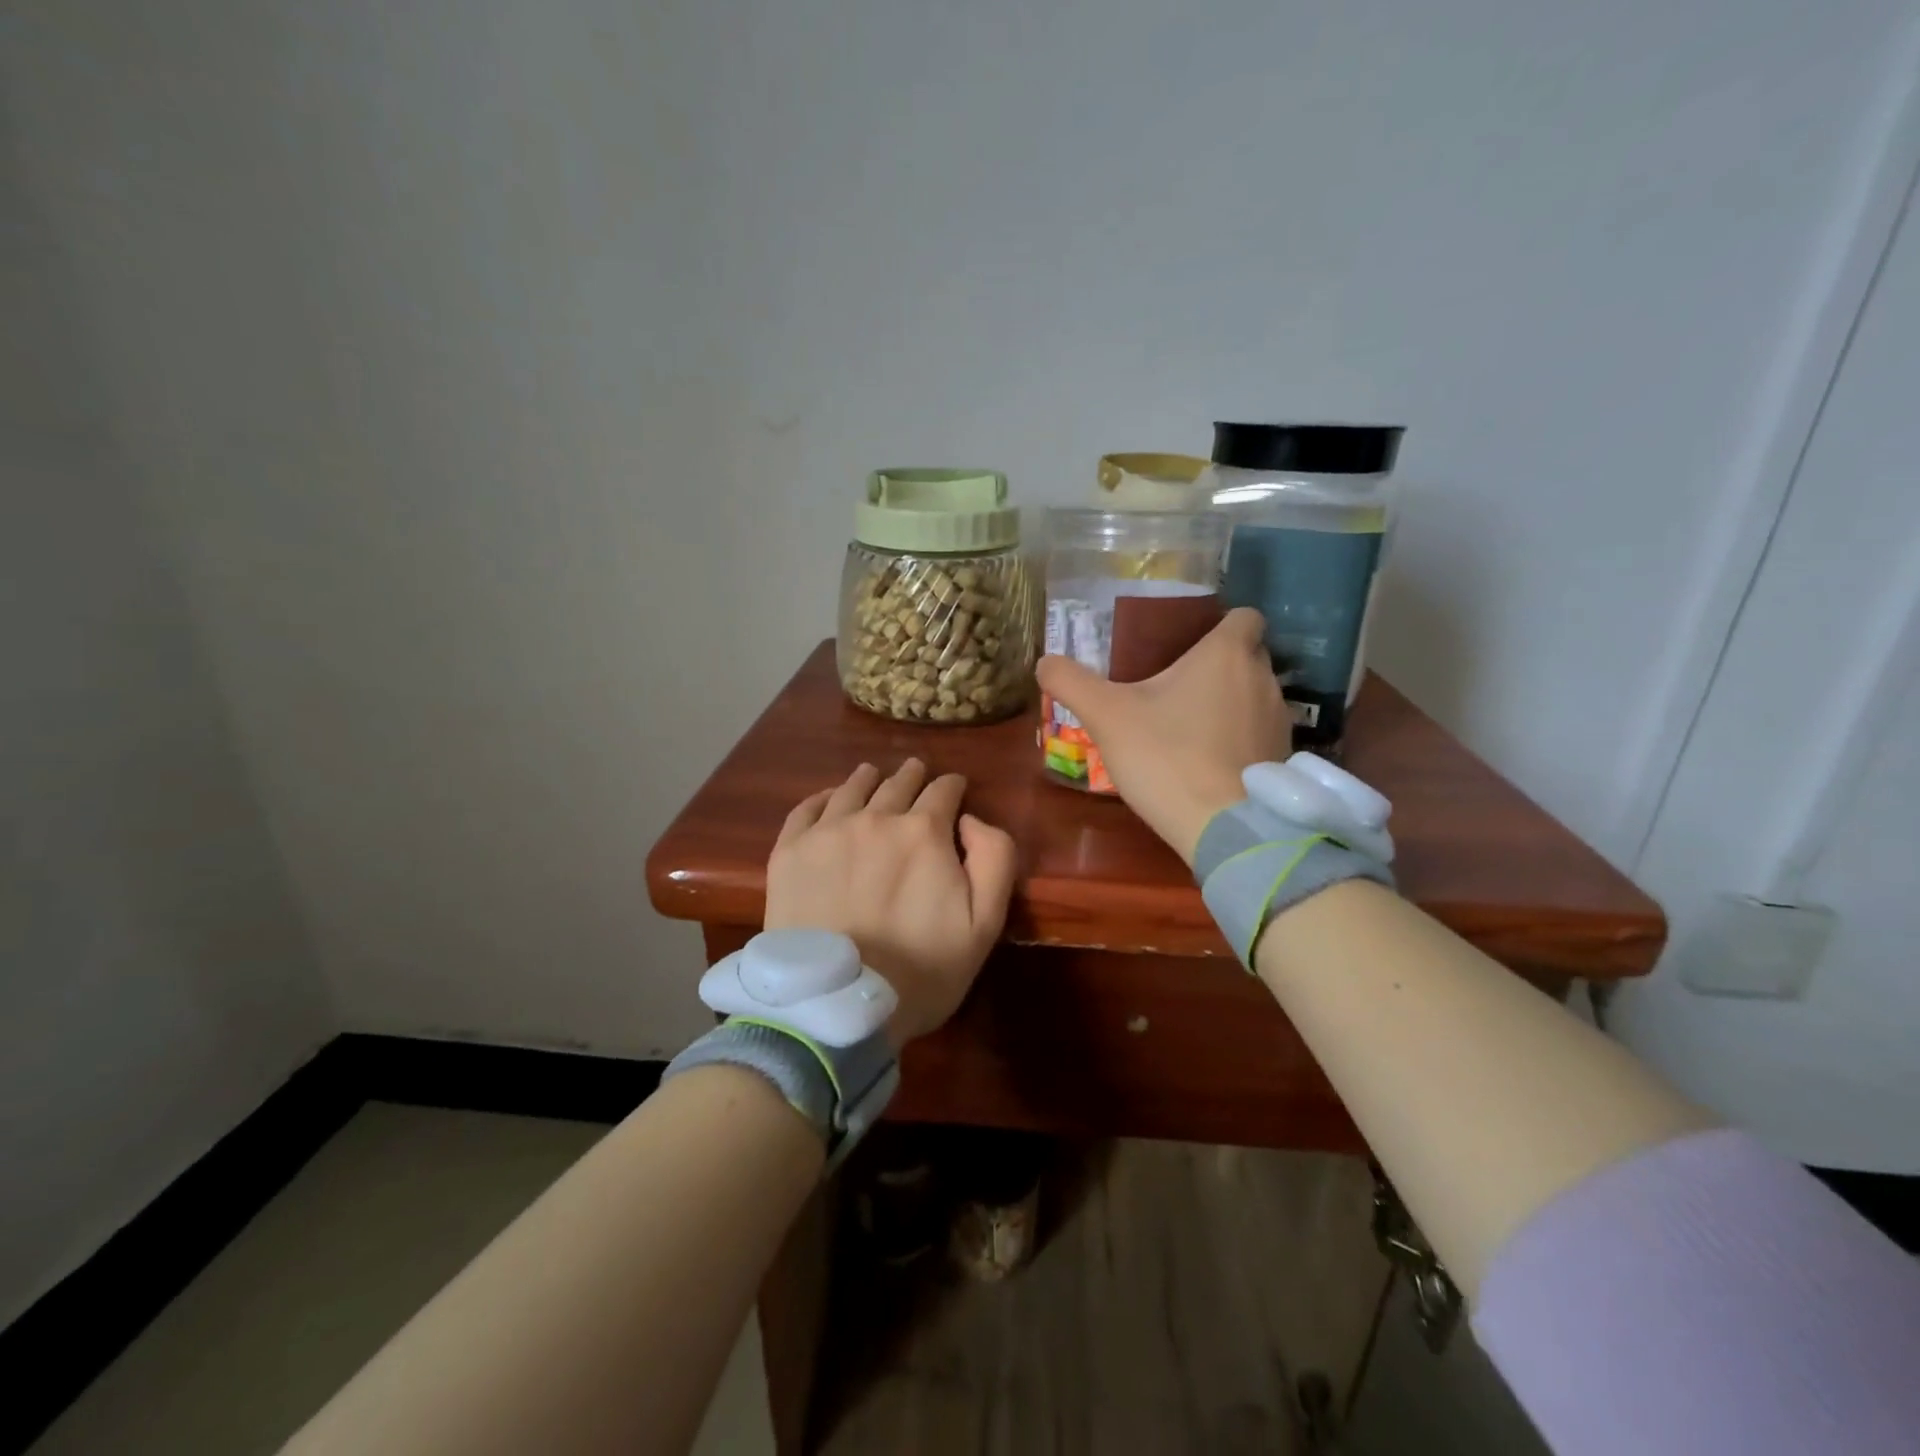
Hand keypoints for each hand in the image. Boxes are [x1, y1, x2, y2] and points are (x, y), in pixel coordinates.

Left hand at [763, 759, 1016, 1046]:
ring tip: (874, 774)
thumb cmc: (921, 970)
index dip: (953, 786)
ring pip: (852, 789)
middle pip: (899, 783)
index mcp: (923, 831)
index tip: (956, 788)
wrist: (836, 1006)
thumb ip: (994, 858)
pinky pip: (806, 809)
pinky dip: (823, 797)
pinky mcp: (789, 852)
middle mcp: (874, 817)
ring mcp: (827, 832)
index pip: (944, 790)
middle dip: (914, 776)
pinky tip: (829, 798)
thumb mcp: (985, 923)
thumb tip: (971, 820)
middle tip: (917, 772)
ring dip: (870, 779)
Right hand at [1037, 607, 1289, 864]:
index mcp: (1227, 654)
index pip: (1245, 616)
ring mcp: (1279, 720)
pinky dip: (1238, 737)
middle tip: (1175, 683)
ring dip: (1228, 702)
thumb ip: (1071, 682)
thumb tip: (1044, 661)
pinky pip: (1258, 732)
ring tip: (1189, 724)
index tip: (1189, 642)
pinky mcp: (1281, 758)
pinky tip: (1207, 759)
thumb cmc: (1166, 756)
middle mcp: (1263, 678)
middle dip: (1218, 664)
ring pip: (1253, 695)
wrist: (1221, 827)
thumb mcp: (1105, 715)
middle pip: (1247, 655)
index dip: (1220, 623)